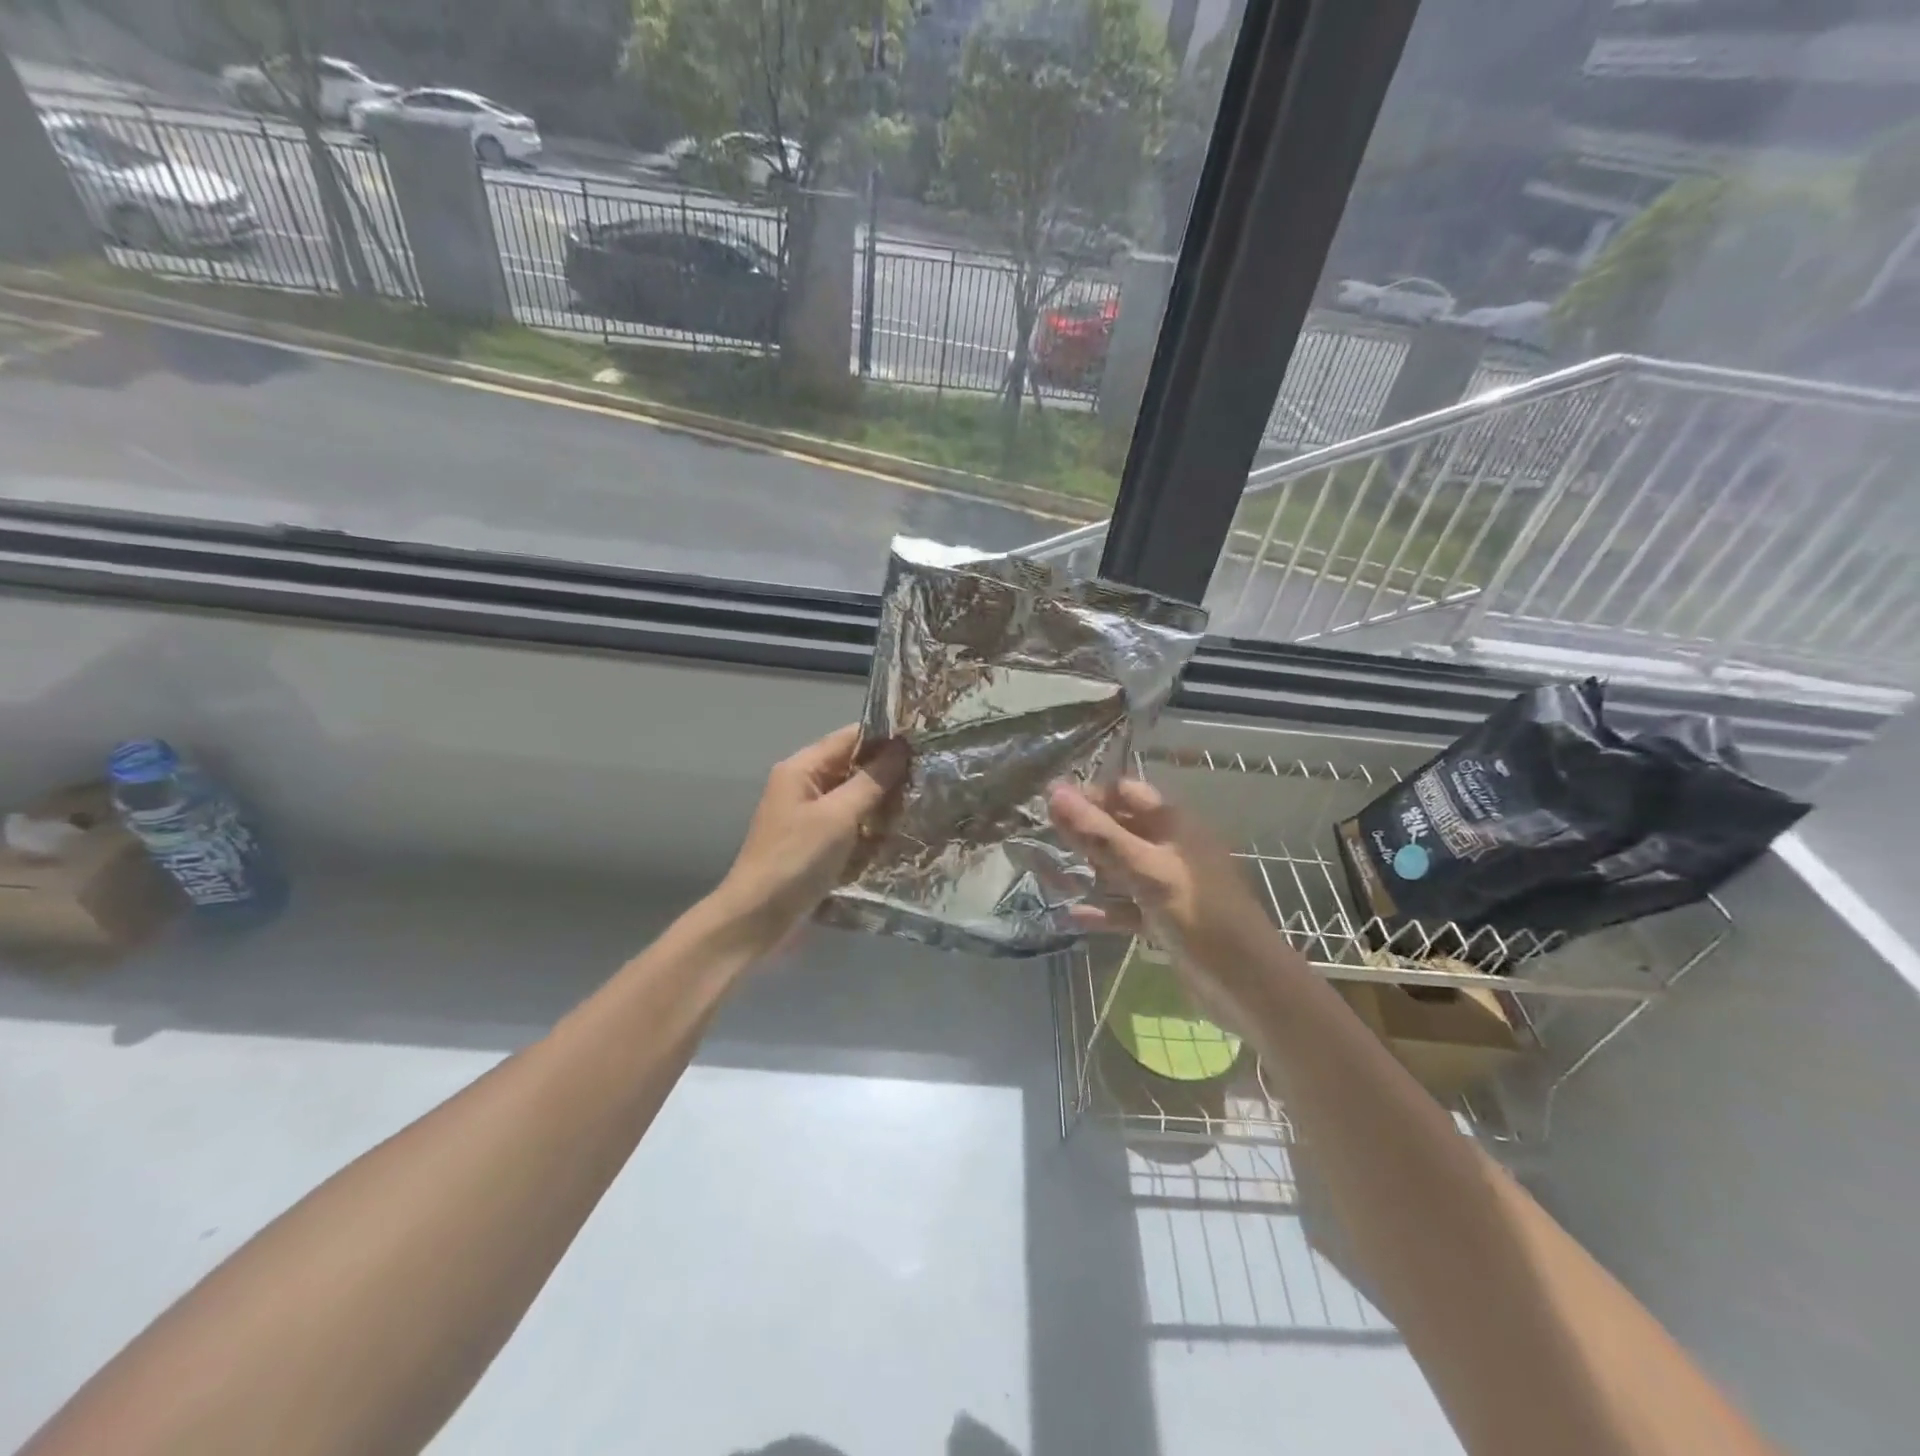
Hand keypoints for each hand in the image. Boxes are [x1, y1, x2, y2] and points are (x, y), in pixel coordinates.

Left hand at [716, 724, 908, 946]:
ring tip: (924, 802)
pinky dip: (872, 826)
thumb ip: (871, 781)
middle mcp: (805, 786)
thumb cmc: (796, 859)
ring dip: (884, 802)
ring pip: (855, 797)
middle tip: (932, 776)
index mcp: (802, 768)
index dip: (886, 737)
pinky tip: (900, 832)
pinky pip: (851, 824)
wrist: (758, 918)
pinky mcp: (817, 843)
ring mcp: (810, 816)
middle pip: (853, 767)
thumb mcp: (838, 816)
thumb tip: (902, 748)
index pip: (849, 738)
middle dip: (889, 772)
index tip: (925, 741)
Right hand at [1048, 778, 1278, 994]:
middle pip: (1120, 830)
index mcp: (1174, 825)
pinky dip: (1102, 909)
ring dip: (1088, 871)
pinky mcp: (1164, 920)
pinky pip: (1126, 908)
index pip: (1125, 793)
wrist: (1248, 985)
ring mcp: (1168, 886)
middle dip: (1083, 833)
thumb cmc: (1199, 915)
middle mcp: (1171, 849)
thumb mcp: (1147, 870)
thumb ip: (1099, 834)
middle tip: (1038, 839)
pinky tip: (1071, 915)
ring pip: (1120, 870)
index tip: (1048, 804)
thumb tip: (1054, 792)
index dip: (1089, 794)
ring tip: (1046, 875)